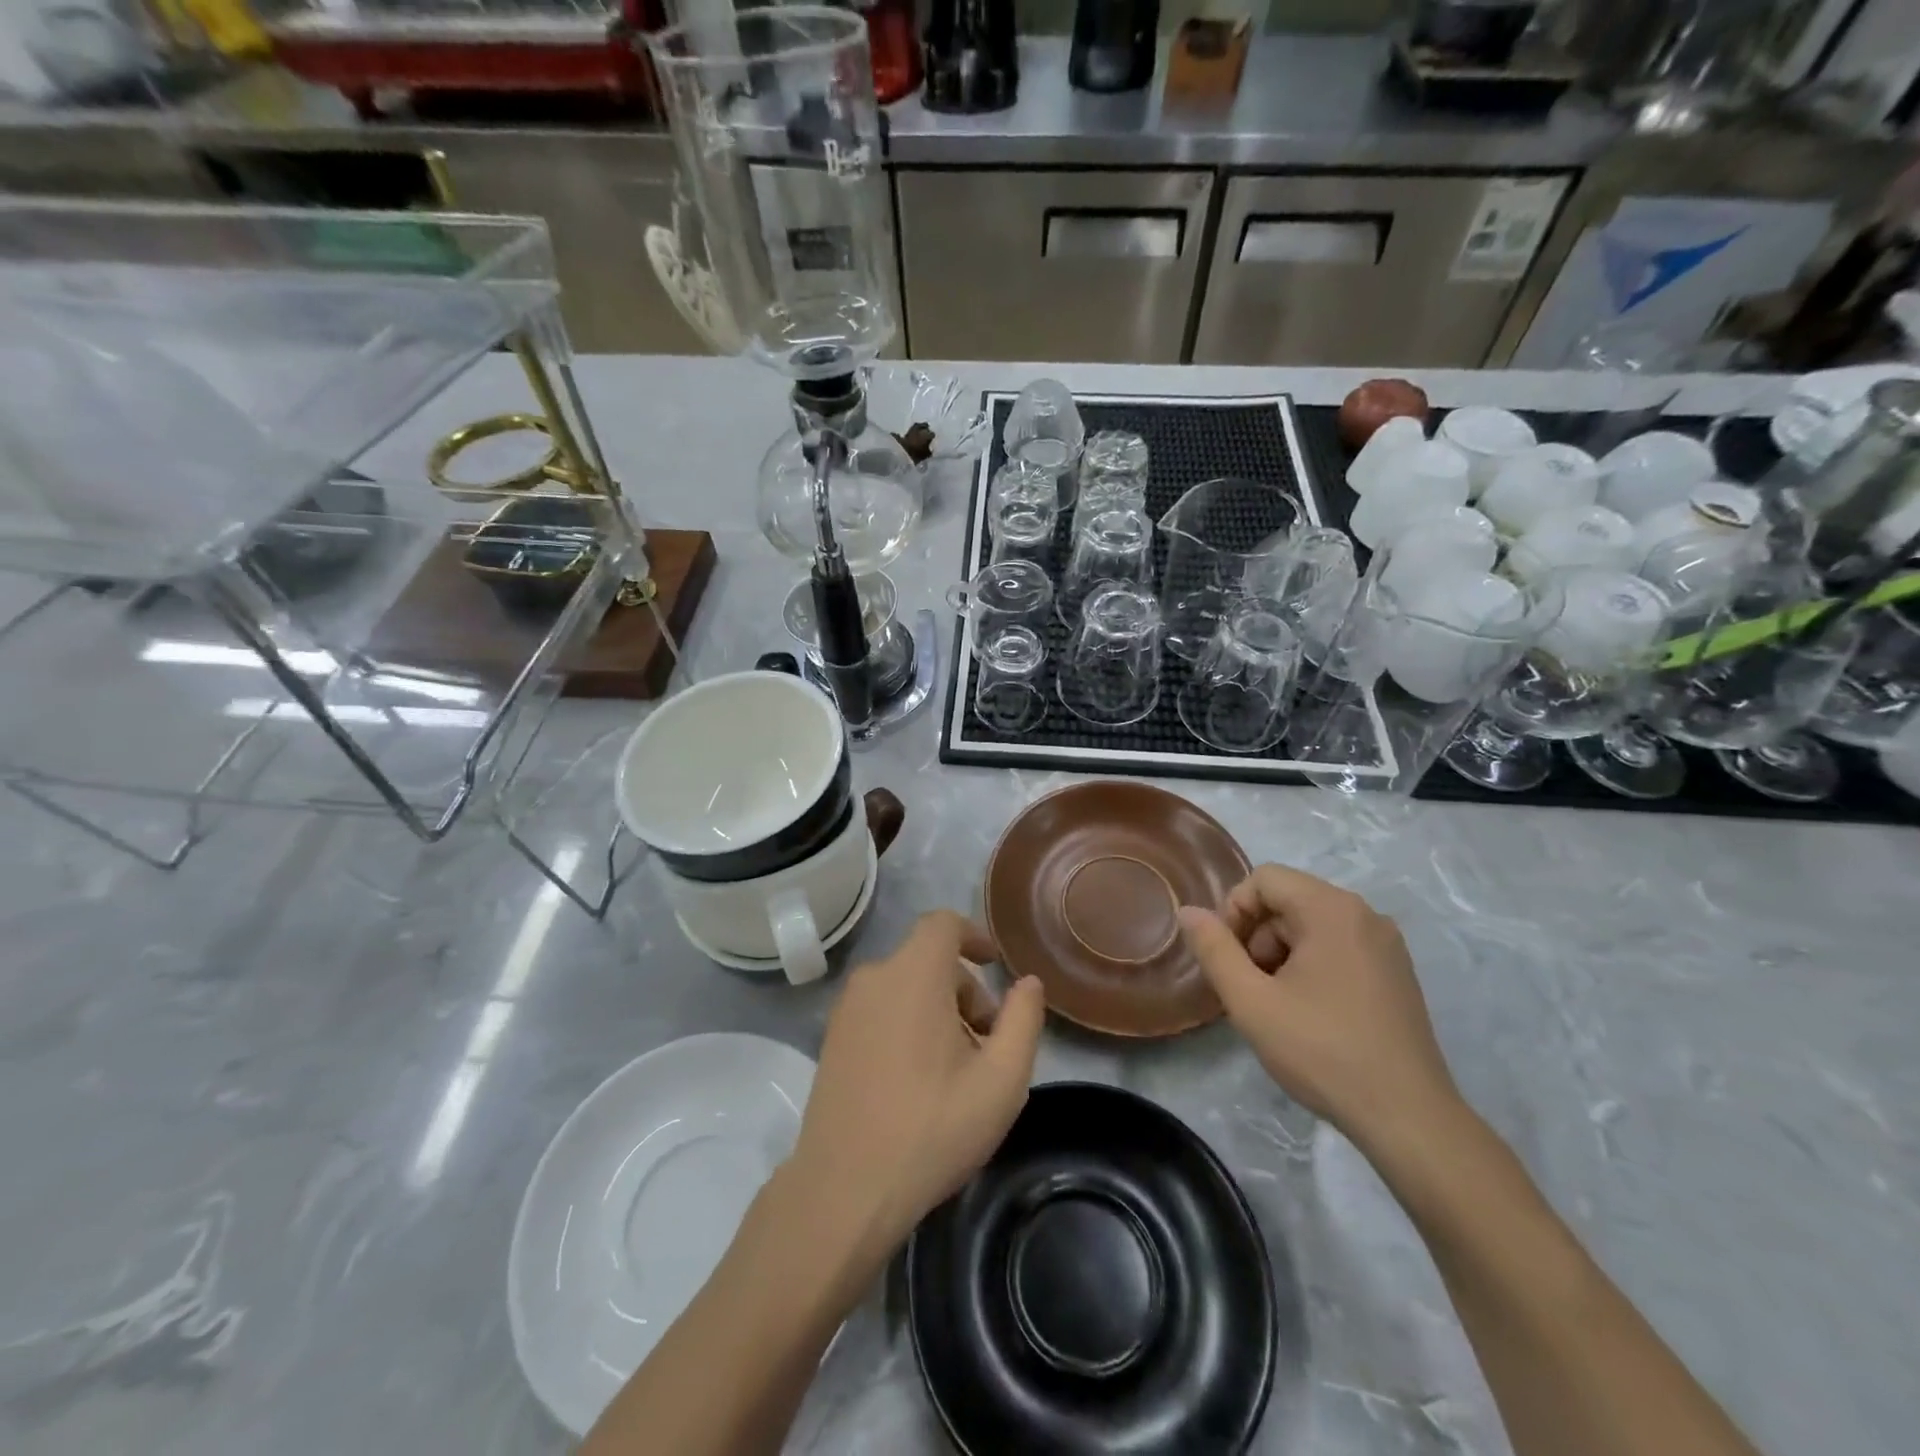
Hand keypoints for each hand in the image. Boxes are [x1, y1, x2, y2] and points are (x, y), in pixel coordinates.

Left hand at [787, 910, 1045, 1265]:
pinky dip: (908, 1024)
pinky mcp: (832, 1039)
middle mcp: (874, 979)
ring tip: (958, 1070)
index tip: (995, 966)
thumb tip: (1027, 983)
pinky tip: (920, 1081)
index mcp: (913, 974)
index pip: (943, 924)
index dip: (974, 936)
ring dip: (938, 1011)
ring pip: (905, 987)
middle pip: (928, 960)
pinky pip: (881, 1010)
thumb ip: (1023, 1020)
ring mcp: (846, 1010)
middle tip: (988, 1043)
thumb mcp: (1002, 1079)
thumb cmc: (932, 1128)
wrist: (844, 1190)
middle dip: (965, 990)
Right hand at [1177, 865, 1459, 1149]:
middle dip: (1257, 936)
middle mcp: (1365, 914)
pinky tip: (1309, 1013)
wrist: (1408, 1118)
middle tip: (1251, 987)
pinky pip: (1339, 946)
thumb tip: (1187, 911)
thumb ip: (1213, 949)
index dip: (1234, 910)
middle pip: (1289, 900)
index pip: (1265, 878)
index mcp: (1332, 910)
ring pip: (1312, 925)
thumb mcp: (1250, 1001)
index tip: (1229, 958)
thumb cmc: (1322, 1051)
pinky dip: (1312, 965)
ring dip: (1281, 953)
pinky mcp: (1396, 973)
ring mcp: (1386, 945)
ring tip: (1278, 1005)